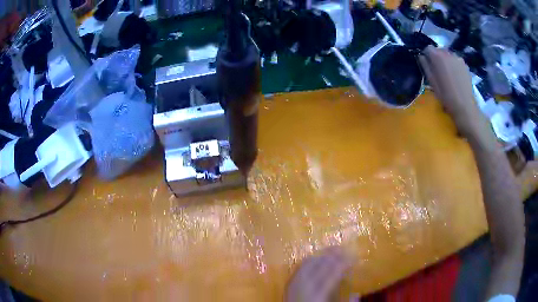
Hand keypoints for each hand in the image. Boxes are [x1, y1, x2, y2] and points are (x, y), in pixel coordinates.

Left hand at [286, 247, 350, 301]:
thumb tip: (356, 294)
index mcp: (318, 296)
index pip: (333, 274)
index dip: (344, 263)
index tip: (354, 256)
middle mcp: (305, 288)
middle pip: (320, 267)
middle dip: (333, 255)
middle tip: (344, 248)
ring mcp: (294, 286)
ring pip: (307, 265)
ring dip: (321, 255)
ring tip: (332, 250)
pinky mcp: (288, 286)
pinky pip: (299, 269)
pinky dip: (309, 261)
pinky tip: (315, 258)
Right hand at [418, 47, 491, 141]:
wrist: (465, 107)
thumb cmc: (446, 96)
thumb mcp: (432, 82)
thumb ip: (425, 66)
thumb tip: (421, 56)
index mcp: (437, 56)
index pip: (428, 48)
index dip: (427, 56)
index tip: (429, 66)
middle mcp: (447, 53)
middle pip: (439, 50)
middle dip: (437, 58)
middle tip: (439, 71)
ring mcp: (458, 58)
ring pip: (448, 55)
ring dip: (446, 61)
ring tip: (449, 74)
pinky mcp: (465, 64)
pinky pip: (456, 60)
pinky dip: (454, 65)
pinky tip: (456, 76)